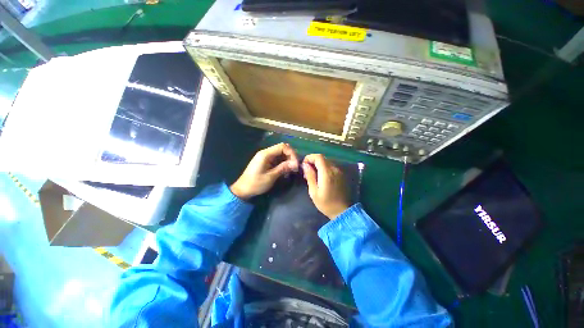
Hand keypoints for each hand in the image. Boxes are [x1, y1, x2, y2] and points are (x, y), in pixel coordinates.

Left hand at [230, 143, 298, 199]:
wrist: (243, 190)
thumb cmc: (256, 184)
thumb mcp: (271, 177)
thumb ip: (283, 168)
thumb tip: (295, 164)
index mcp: (265, 154)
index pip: (282, 147)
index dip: (291, 153)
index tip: (296, 164)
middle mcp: (266, 153)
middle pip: (282, 149)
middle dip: (291, 156)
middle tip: (295, 167)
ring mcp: (266, 157)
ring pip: (281, 154)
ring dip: (288, 160)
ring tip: (292, 170)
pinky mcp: (266, 162)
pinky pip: (278, 159)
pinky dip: (283, 163)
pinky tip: (286, 171)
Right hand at [302, 154, 350, 218]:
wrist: (343, 211)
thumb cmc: (326, 203)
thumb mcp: (314, 192)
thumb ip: (310, 176)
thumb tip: (305, 165)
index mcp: (327, 173)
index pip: (318, 157)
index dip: (310, 157)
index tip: (304, 164)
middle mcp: (335, 169)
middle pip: (323, 158)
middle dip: (313, 161)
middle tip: (307, 171)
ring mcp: (339, 172)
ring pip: (327, 162)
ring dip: (319, 165)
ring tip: (313, 174)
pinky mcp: (342, 175)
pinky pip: (331, 167)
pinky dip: (324, 168)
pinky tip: (321, 177)